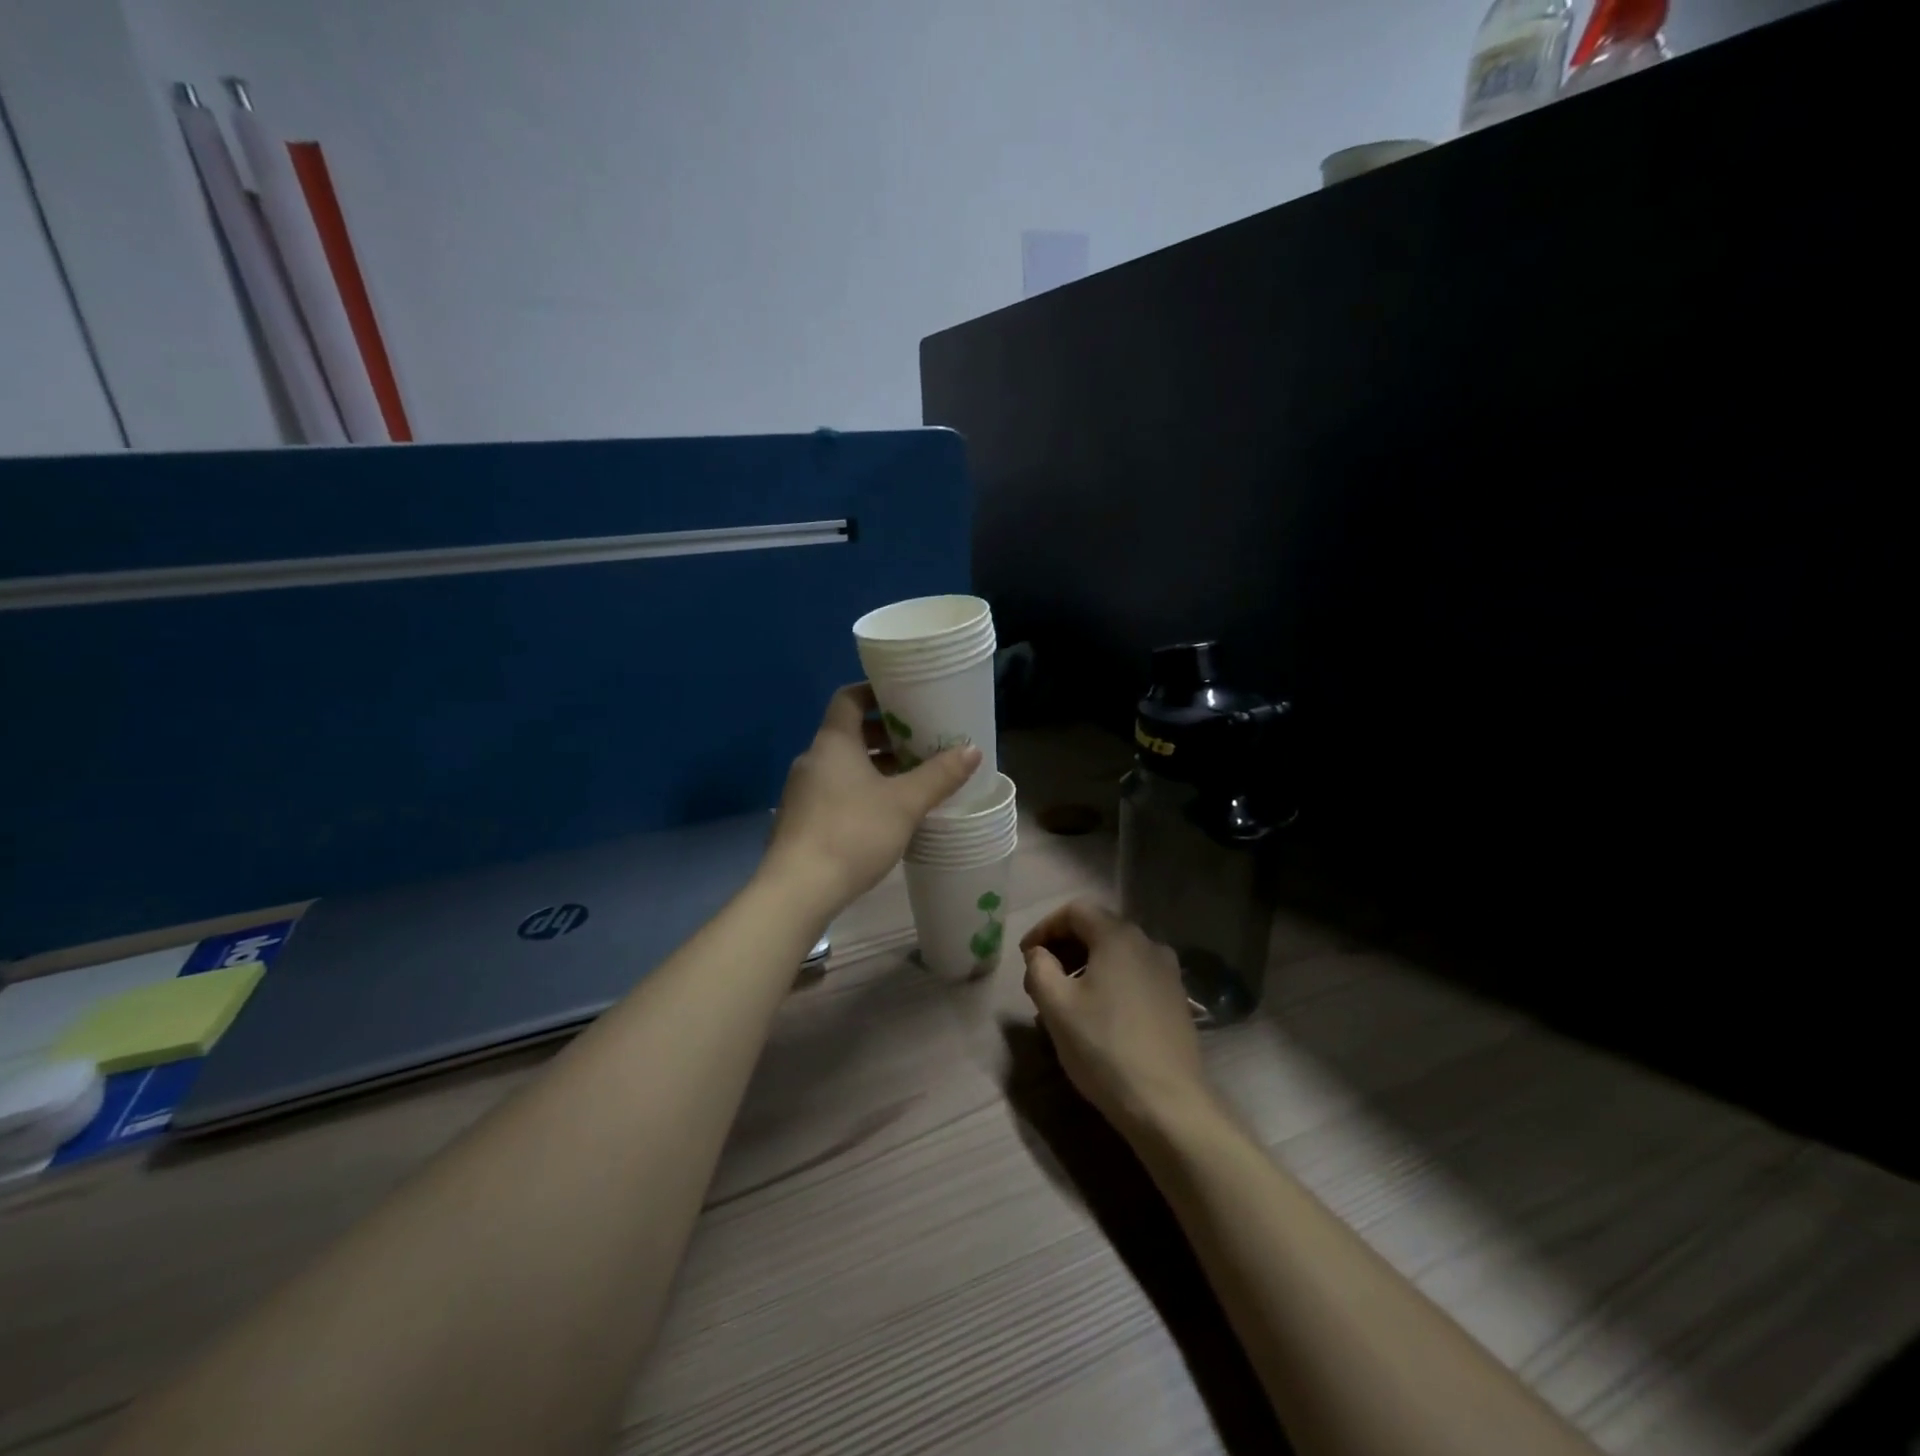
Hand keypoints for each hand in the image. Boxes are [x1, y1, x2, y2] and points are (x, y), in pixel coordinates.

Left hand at [764, 683, 982, 917]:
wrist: (798, 889)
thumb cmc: (853, 833)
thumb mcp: (905, 803)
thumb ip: (939, 775)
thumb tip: (972, 749)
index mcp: (833, 742)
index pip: (849, 698)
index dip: (876, 693)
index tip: (905, 699)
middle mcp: (812, 759)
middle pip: (849, 733)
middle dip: (885, 736)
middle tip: (920, 743)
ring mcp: (802, 791)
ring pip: (843, 765)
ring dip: (875, 766)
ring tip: (910, 780)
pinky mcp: (801, 820)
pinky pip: (834, 791)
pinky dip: (860, 790)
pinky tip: (885, 814)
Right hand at [1021, 901, 1210, 1138]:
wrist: (1168, 1104)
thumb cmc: (1104, 1047)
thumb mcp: (1056, 1006)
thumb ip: (1039, 967)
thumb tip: (1039, 953)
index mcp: (1118, 937)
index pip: (1074, 911)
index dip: (1044, 927)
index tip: (1025, 956)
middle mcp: (1148, 944)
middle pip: (1098, 928)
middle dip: (1064, 947)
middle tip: (1040, 977)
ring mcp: (1168, 972)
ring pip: (1117, 954)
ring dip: (1085, 966)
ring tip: (1065, 999)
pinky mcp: (1176, 999)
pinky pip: (1134, 975)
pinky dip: (1109, 982)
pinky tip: (1097, 1015)